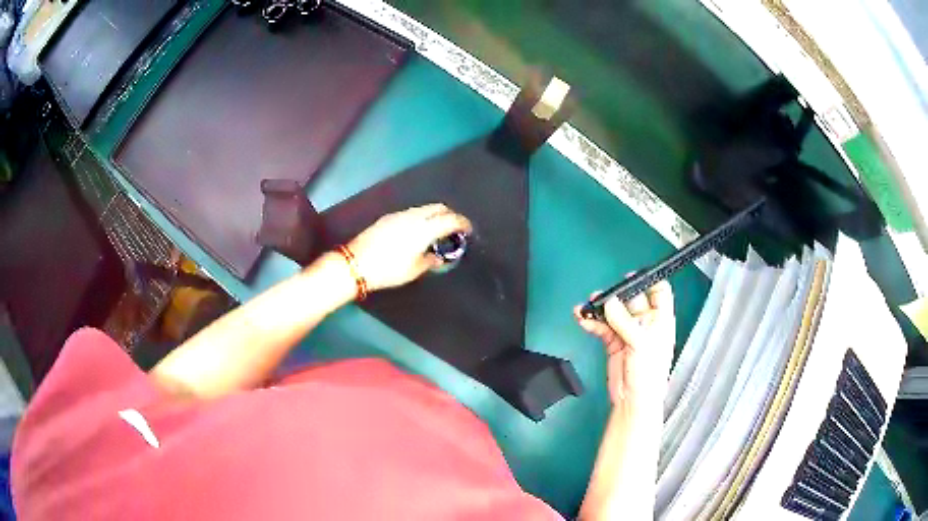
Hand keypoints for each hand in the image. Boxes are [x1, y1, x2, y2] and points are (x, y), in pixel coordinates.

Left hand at [348, 204, 471, 291]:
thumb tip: (437, 256)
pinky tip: (417, 231)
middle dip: (450, 215)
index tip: (469, 230)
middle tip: (454, 229)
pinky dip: (421, 217)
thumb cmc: (388, 270)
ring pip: (424, 208)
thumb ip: (430, 260)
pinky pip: (412, 212)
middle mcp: (414, 217)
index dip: (463, 223)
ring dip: (435, 215)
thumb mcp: (413, 270)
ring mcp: (399, 215)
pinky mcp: (388, 217)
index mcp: (424, 229)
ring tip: (437, 230)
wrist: (356, 263)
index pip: (450, 220)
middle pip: (438, 208)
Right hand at [574, 280, 674, 404]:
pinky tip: (583, 319)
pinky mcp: (613, 343)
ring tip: (587, 305)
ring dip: (600, 308)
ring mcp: (628, 332)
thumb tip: (608, 303)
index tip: (633, 276)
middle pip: (632, 299)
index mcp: (661, 319)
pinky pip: (602, 327)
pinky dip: (592, 322)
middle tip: (604, 292)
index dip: (648, 281)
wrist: (633, 400)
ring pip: (614, 312)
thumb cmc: (648, 372)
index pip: (659, 291)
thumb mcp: (641, 343)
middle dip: (617, 294)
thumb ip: (624, 321)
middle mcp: (645, 323)